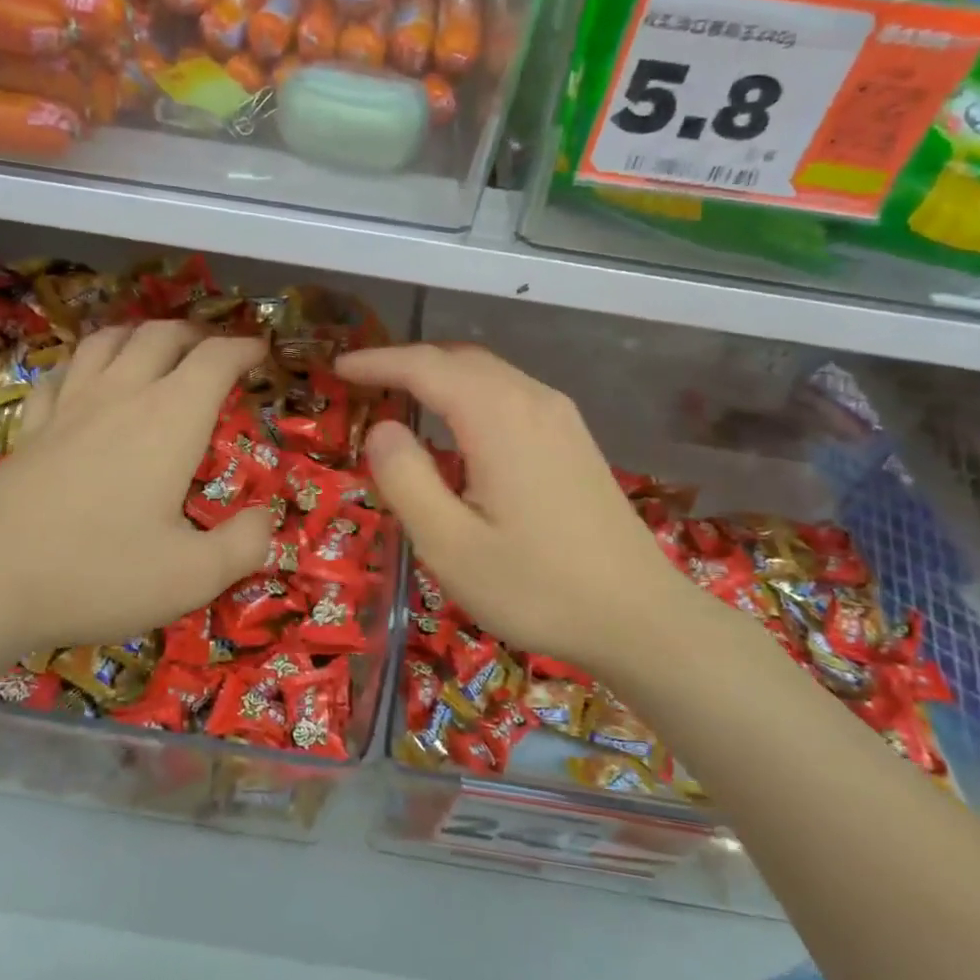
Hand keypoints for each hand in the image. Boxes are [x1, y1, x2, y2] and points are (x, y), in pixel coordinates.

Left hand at [0, 321, 275, 669]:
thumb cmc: (98, 573)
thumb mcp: (193, 576)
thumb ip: (244, 545)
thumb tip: (266, 519)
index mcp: (169, 419)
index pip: (215, 359)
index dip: (244, 348)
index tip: (262, 352)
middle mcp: (120, 397)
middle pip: (160, 335)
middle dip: (196, 335)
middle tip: (215, 352)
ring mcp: (68, 408)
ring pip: (106, 342)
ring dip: (140, 335)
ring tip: (155, 349)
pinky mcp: (30, 429)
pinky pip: (60, 375)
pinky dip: (84, 366)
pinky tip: (85, 383)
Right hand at [335, 344, 700, 674]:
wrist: (640, 618)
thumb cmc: (538, 588)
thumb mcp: (451, 546)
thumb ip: (407, 479)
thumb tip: (383, 428)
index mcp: (500, 417)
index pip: (427, 366)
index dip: (379, 362)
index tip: (339, 369)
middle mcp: (534, 401)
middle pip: (461, 360)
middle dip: (408, 362)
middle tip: (365, 381)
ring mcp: (562, 419)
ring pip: (490, 375)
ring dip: (442, 377)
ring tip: (402, 396)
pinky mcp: (575, 441)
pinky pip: (512, 396)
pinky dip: (472, 395)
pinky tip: (459, 428)